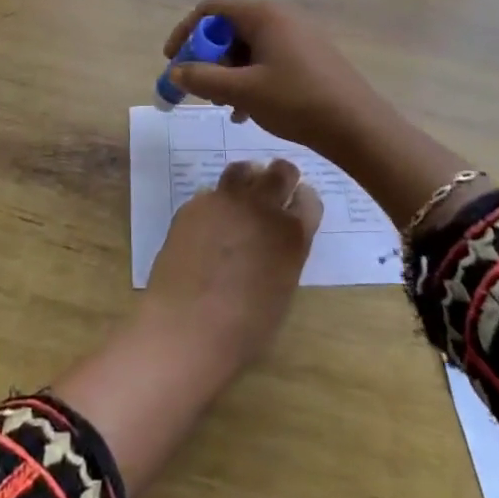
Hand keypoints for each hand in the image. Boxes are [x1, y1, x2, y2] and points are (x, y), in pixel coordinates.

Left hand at [143, 158, 322, 368]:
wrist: (189, 326)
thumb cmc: (245, 327)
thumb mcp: (281, 290)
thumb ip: (284, 255)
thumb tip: (274, 242)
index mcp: (292, 234)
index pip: (309, 199)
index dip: (303, 201)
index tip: (297, 204)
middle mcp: (262, 208)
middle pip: (280, 173)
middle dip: (282, 177)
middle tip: (276, 186)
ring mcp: (225, 202)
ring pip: (242, 170)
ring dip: (248, 177)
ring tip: (242, 194)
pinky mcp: (194, 205)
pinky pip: (210, 193)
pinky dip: (216, 202)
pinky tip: (209, 223)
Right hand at [163, 0, 384, 158]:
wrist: (357, 126)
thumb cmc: (296, 101)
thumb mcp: (242, 91)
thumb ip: (203, 79)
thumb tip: (175, 72)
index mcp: (264, 15)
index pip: (211, 9)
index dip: (186, 32)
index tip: (173, 61)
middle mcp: (281, 18)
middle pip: (229, 29)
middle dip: (208, 59)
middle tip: (200, 90)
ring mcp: (298, 37)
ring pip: (248, 49)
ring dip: (228, 74)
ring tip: (224, 106)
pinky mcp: (310, 57)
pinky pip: (268, 61)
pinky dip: (250, 80)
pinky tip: (246, 112)